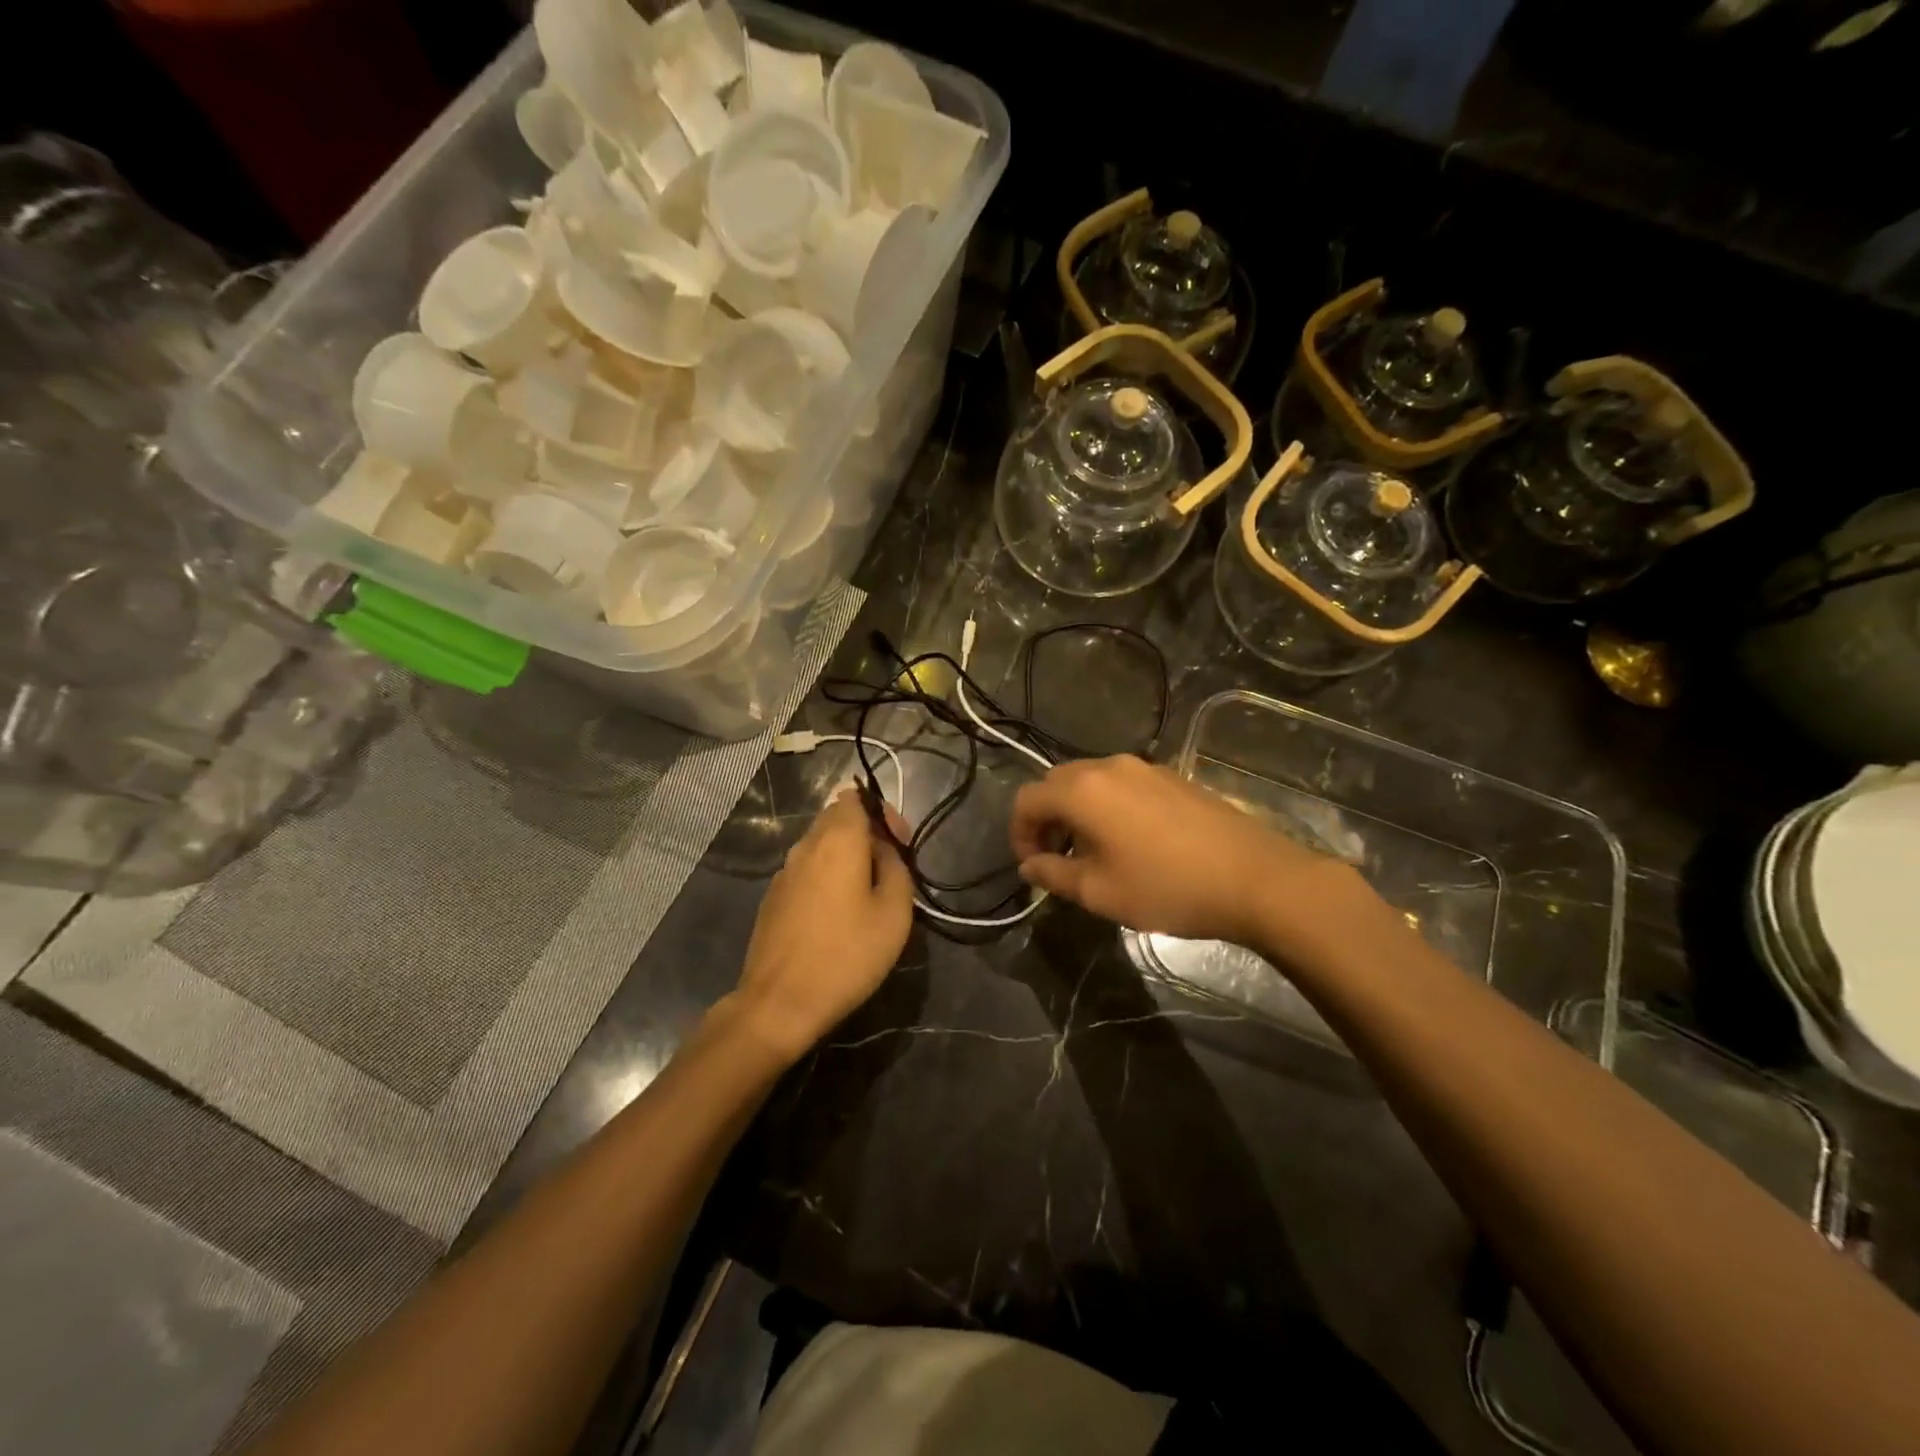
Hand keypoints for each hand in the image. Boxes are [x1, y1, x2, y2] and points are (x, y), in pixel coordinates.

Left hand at [729, 789, 914, 1062]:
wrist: (780, 1003)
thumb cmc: (847, 954)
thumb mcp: (894, 912)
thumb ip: (895, 867)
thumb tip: (883, 851)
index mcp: (837, 839)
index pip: (855, 796)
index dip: (882, 812)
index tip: (900, 844)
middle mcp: (805, 845)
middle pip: (836, 817)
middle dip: (865, 832)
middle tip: (890, 867)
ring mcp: (784, 871)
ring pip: (819, 845)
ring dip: (845, 855)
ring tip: (867, 891)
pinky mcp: (772, 897)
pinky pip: (806, 870)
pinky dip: (826, 876)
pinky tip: (837, 912)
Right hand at [1009, 754, 1373, 951]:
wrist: (1255, 878)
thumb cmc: (1167, 887)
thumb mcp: (1099, 892)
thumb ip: (1053, 874)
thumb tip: (1029, 865)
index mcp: (1082, 790)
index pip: (1027, 800)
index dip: (1018, 833)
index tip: (1032, 867)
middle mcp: (1108, 766)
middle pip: (1056, 783)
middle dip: (1046, 819)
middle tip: (1056, 859)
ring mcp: (1144, 767)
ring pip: (1090, 781)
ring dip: (1076, 812)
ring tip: (1092, 852)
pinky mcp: (1171, 777)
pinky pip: (1121, 784)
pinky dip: (1107, 806)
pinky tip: (1129, 842)